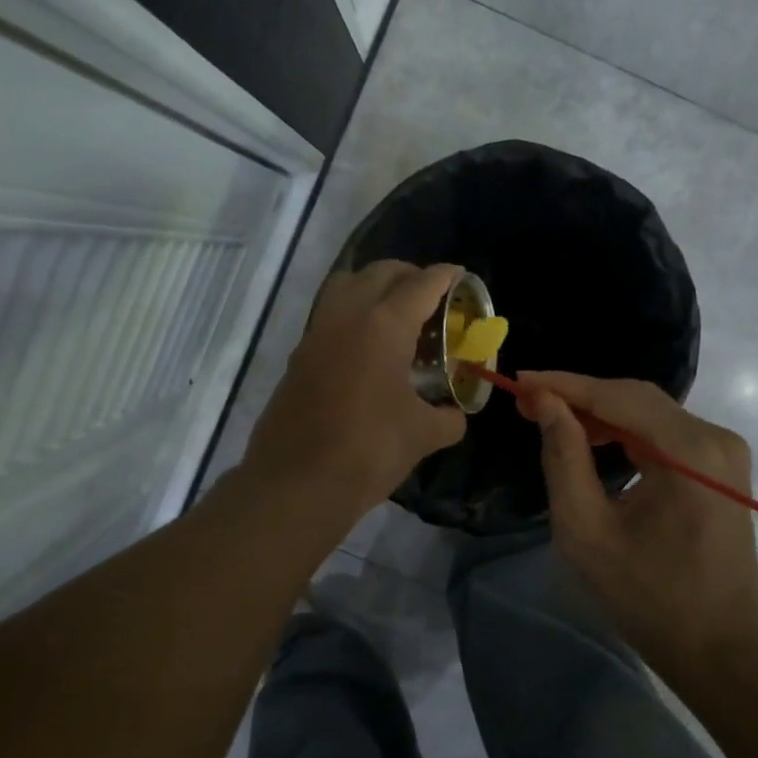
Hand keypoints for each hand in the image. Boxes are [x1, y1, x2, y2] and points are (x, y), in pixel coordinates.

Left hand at [245, 261, 467, 519]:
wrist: (297, 484)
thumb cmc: (369, 450)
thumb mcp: (423, 435)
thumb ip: (447, 417)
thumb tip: (454, 415)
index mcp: (383, 325)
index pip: (421, 284)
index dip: (445, 277)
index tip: (460, 276)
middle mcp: (346, 317)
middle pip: (379, 273)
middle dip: (409, 275)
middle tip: (431, 296)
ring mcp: (316, 335)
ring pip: (345, 286)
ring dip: (373, 287)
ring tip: (396, 314)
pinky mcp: (298, 357)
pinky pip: (329, 316)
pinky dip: (352, 315)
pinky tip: (367, 349)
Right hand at [517, 371, 757, 682]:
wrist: (721, 648)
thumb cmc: (648, 598)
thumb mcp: (587, 531)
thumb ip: (564, 459)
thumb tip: (546, 405)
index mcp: (689, 452)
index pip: (617, 397)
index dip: (564, 385)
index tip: (519, 381)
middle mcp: (715, 438)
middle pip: (636, 397)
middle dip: (580, 396)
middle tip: (529, 402)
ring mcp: (724, 451)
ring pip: (650, 412)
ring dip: (601, 412)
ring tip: (552, 418)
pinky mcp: (722, 466)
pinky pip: (666, 432)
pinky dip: (626, 430)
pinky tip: (595, 438)